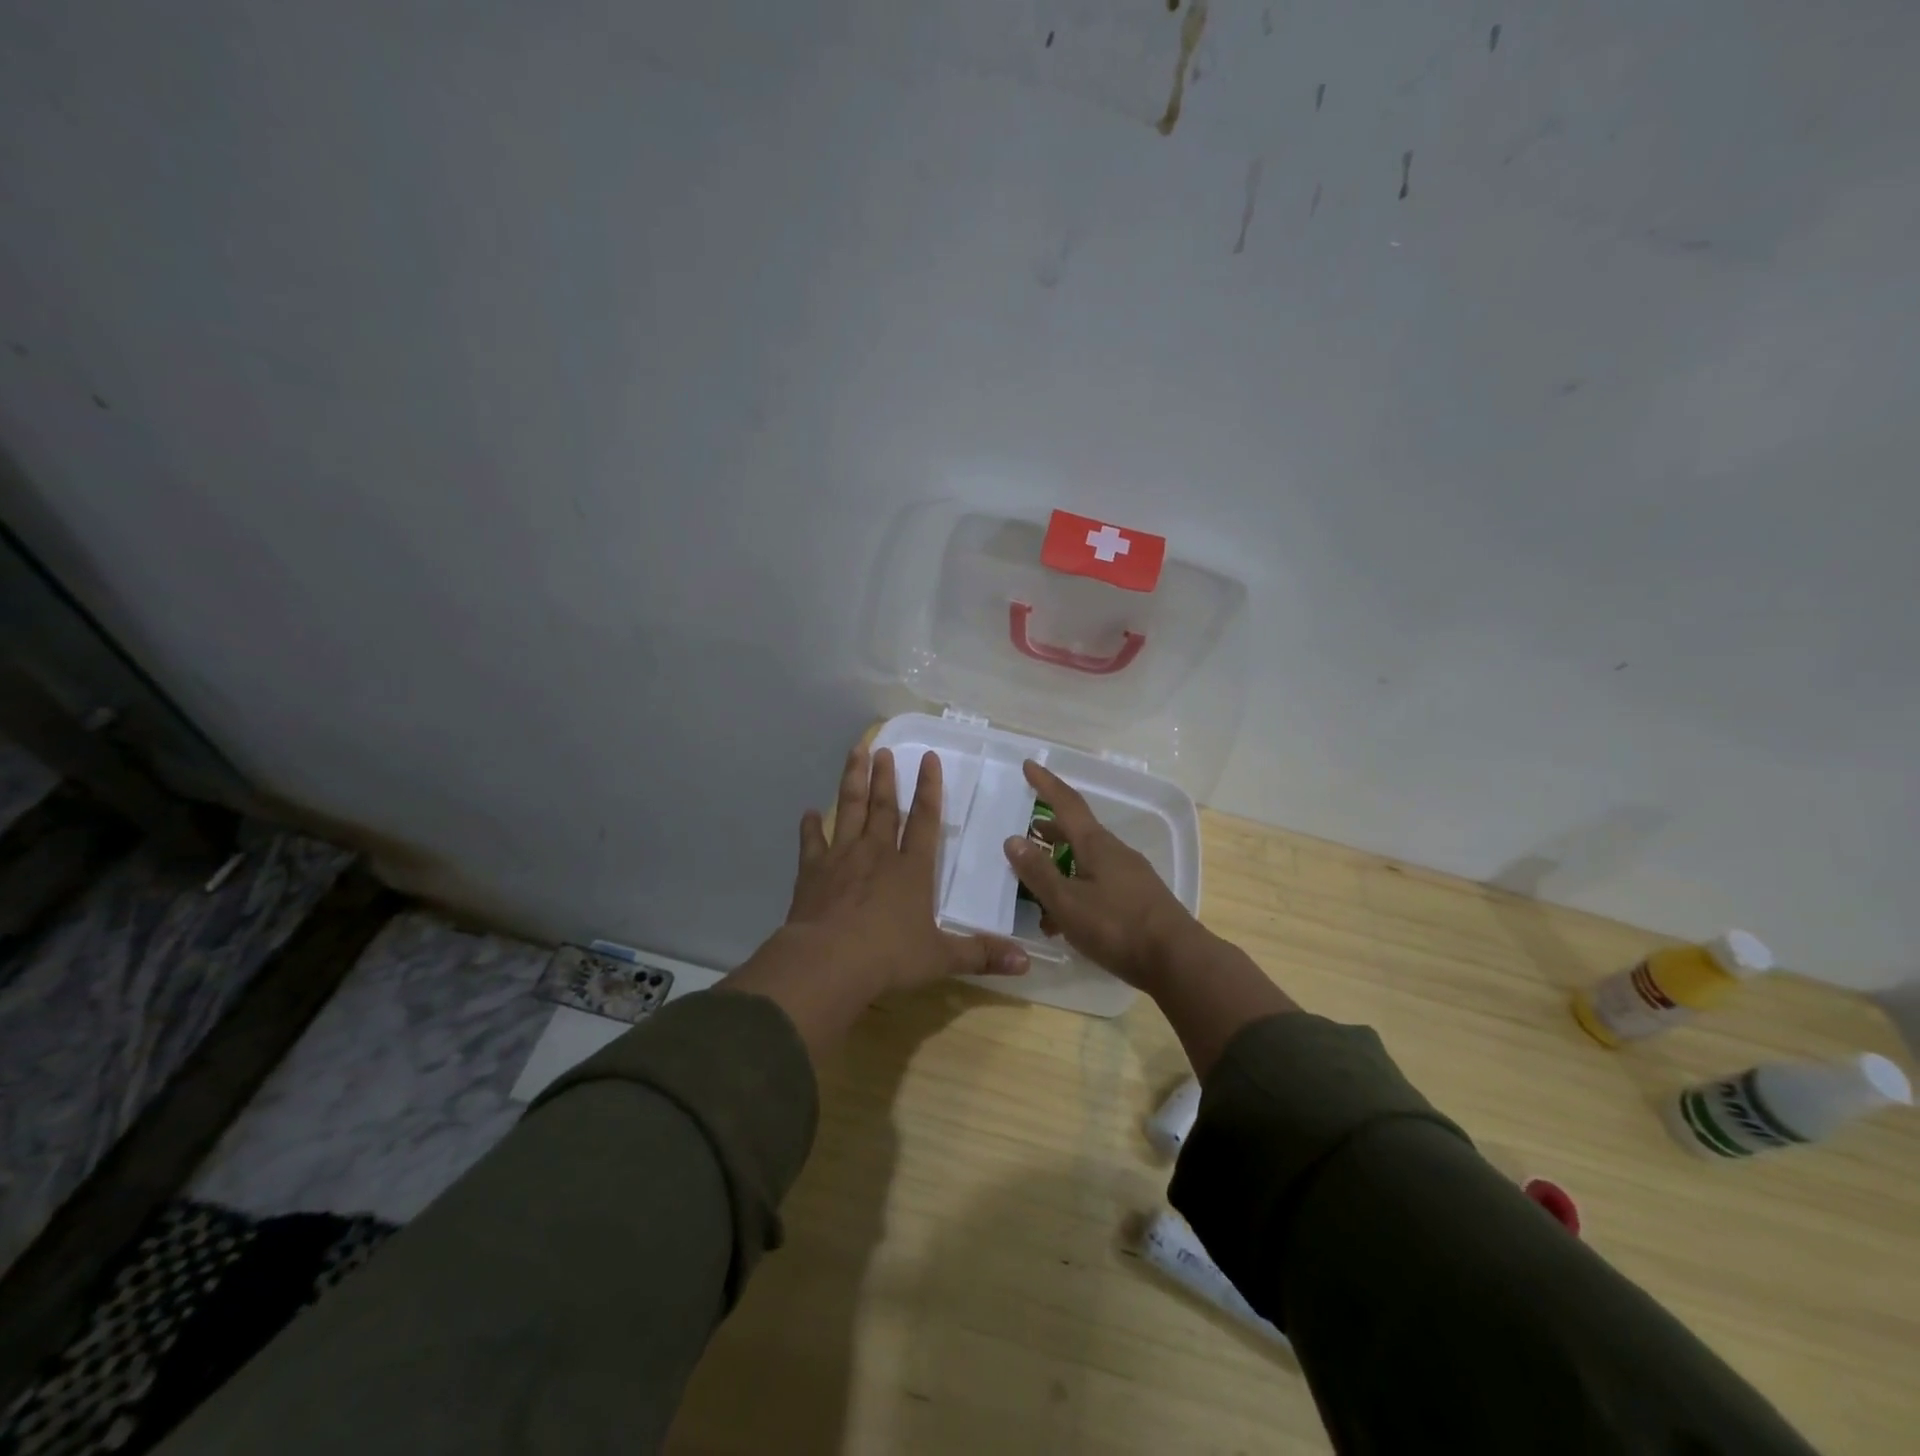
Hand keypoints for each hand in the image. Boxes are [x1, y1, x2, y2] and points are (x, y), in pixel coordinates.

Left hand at [786, 743, 1029, 994]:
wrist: (828, 962)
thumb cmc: (889, 957)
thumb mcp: (941, 959)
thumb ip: (980, 955)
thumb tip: (1026, 963)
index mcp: (911, 869)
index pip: (924, 819)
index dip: (929, 788)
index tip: (928, 757)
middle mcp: (877, 854)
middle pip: (884, 807)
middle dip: (886, 777)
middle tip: (884, 749)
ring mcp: (842, 858)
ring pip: (850, 810)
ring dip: (853, 781)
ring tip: (856, 753)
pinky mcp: (812, 872)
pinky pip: (812, 842)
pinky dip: (810, 827)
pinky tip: (808, 813)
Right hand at [1001, 760, 1200, 989]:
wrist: (1178, 961)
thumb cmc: (1117, 927)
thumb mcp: (1067, 902)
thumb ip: (1039, 872)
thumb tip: (1012, 839)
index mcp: (1097, 845)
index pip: (1067, 804)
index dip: (1046, 784)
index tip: (1029, 765)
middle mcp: (1115, 853)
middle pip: (1078, 832)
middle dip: (1051, 829)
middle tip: (1026, 829)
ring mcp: (1130, 876)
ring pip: (1087, 861)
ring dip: (1060, 864)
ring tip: (1036, 880)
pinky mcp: (1137, 900)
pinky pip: (1098, 884)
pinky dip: (1076, 889)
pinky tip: (1061, 920)